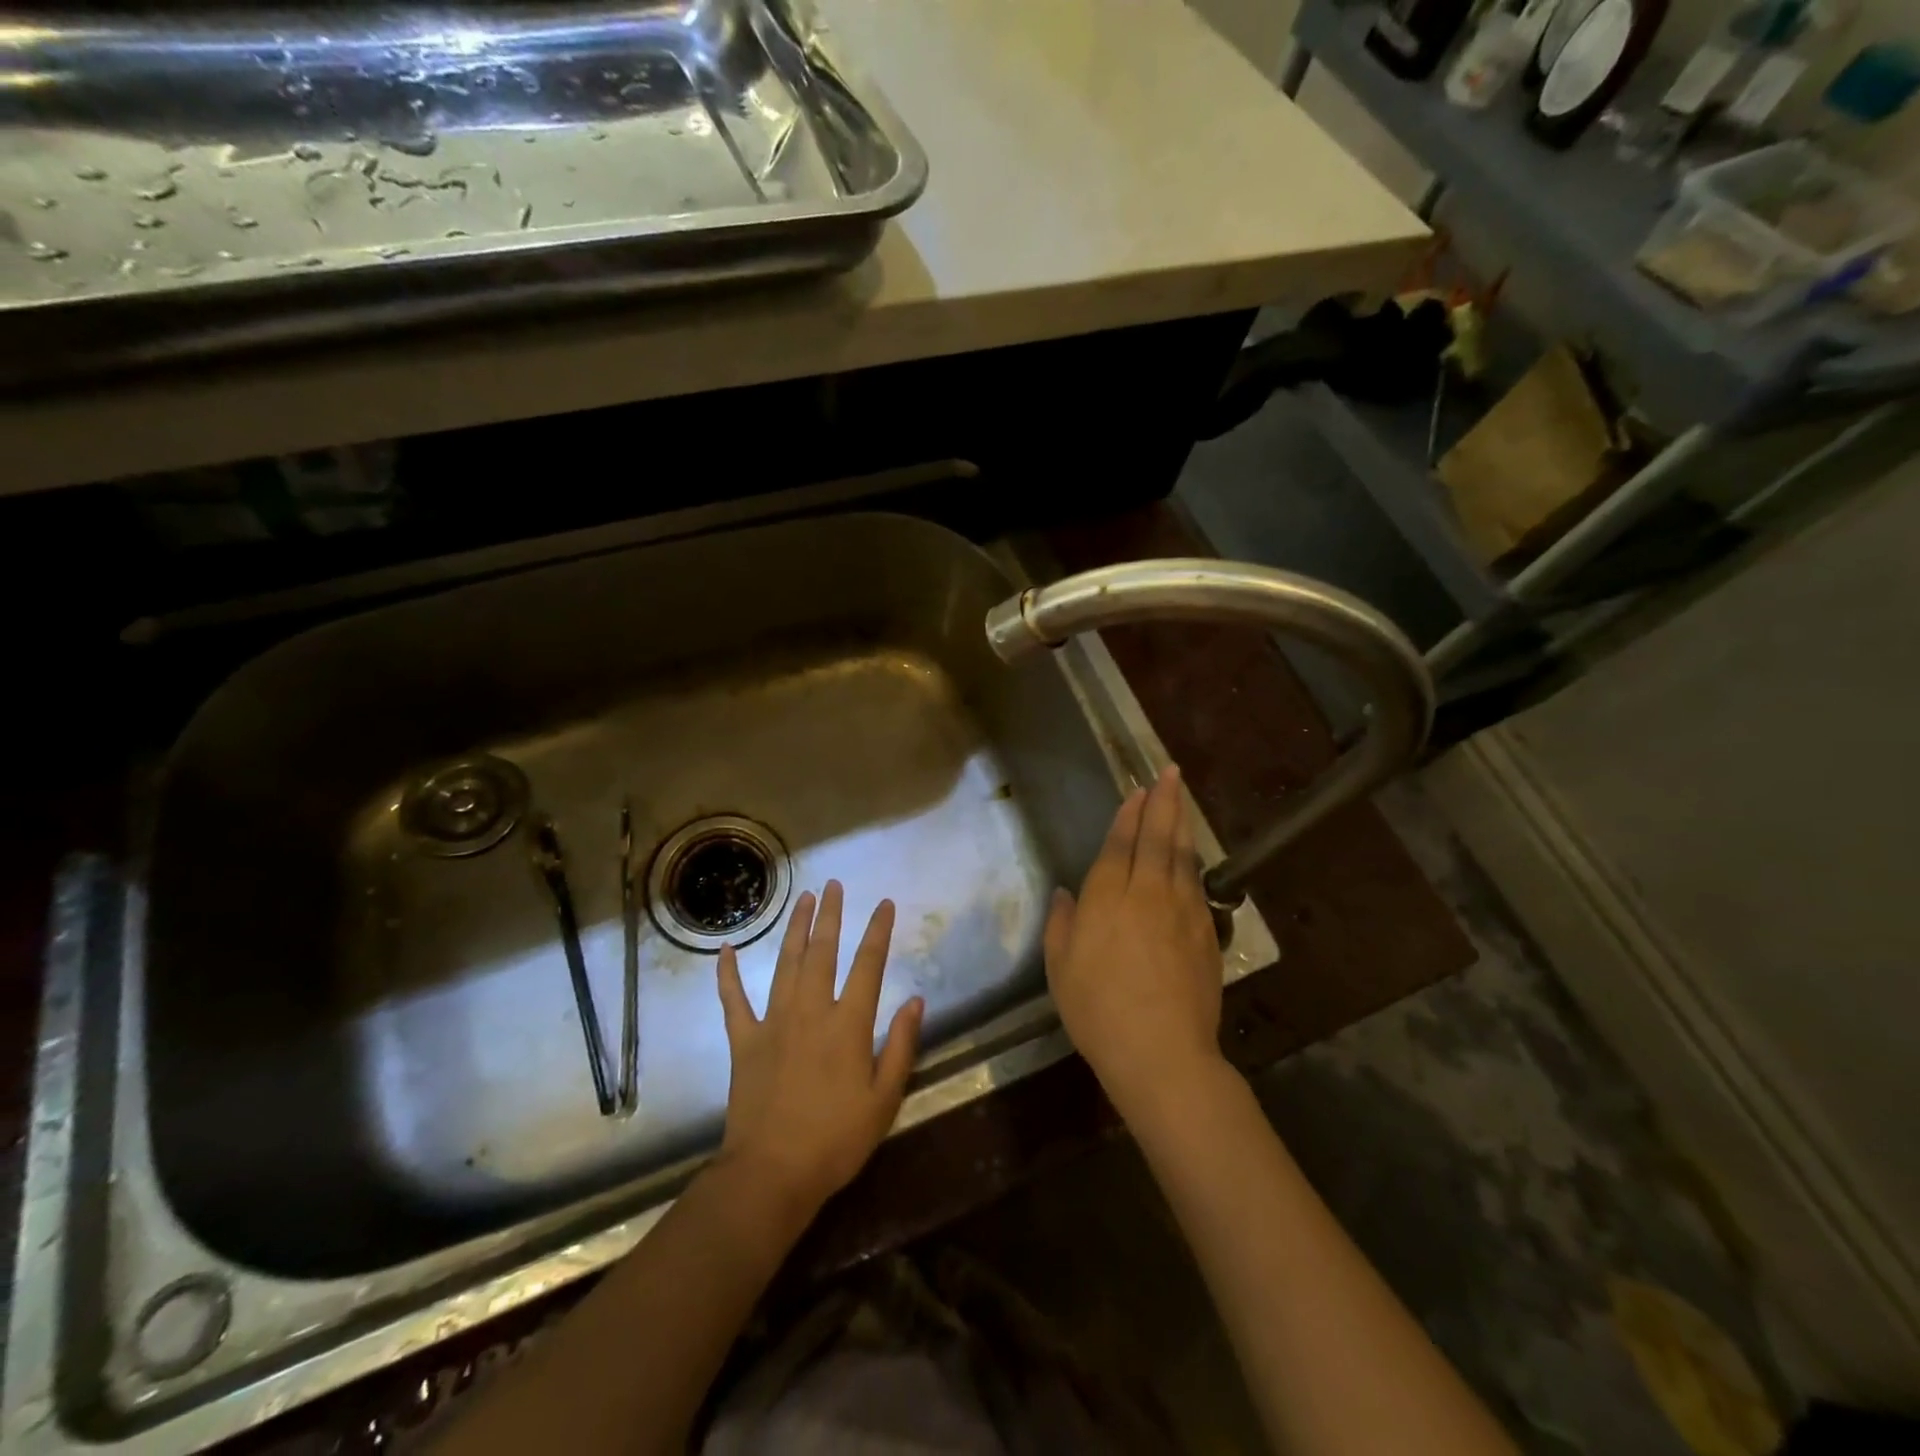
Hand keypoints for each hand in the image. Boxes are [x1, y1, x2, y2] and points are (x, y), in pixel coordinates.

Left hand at [715, 881, 923, 1218]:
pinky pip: (733, 1000)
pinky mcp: (744, 1041)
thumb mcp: (884, 1099)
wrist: (771, 1174)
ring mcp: (773, 1022)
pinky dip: (728, 974)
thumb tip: (915, 1000)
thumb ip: (901, 1046)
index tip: (884, 903)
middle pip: (823, 952)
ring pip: (785, 964)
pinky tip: (725, 949)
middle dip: (831, 915)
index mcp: (848, 1024)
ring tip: (803, 900)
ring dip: (795, 929)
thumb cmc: (836, 1140)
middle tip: (833, 884)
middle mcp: (811, 1011)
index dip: (878, 931)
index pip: (868, 965)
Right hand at [1044, 766, 1224, 1121]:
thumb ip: (1062, 924)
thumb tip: (1067, 893)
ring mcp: (1183, 911)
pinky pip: (1197, 885)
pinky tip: (1191, 857)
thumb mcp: (1060, 968)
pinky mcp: (1206, 933)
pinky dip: (1193, 862)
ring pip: (1183, 856)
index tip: (1137, 791)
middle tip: (1170, 773)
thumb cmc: (1097, 1011)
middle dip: (1163, 802)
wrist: (1161, 1052)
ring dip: (1181, 824)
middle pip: (1157, 838)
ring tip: (1182, 799)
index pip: (1120, 844)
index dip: (1128, 815)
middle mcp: (1148, 893)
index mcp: (1108, 898)